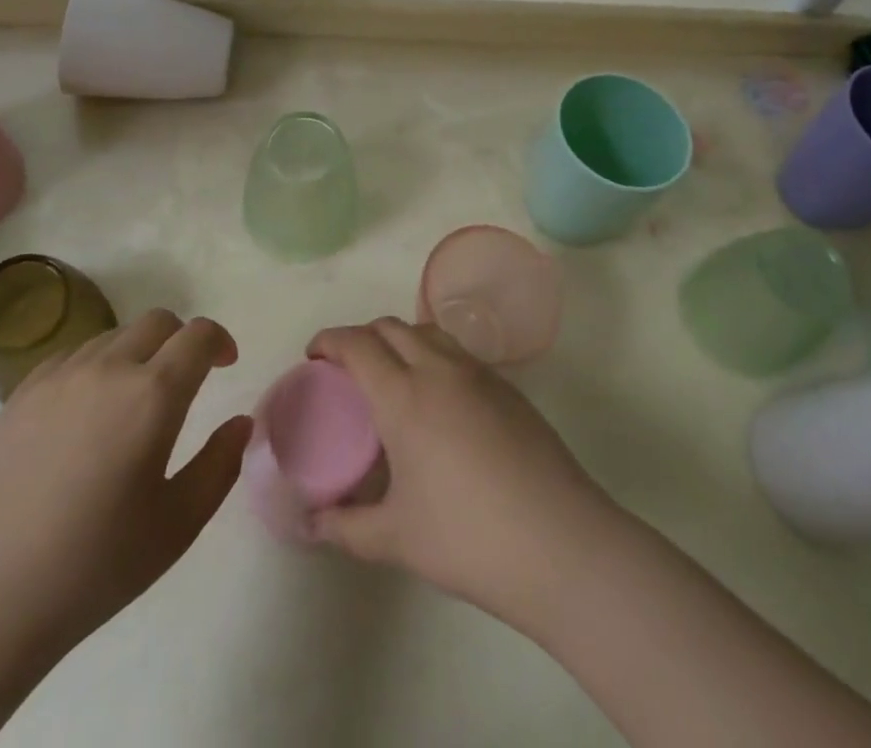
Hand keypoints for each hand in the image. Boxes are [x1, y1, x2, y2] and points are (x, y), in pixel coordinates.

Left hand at [0, 310, 251, 660]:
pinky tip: (87, 411)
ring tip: (133, 400)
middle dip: (181, 339)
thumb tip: (240, 423)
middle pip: (157, 321)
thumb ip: (219, 465)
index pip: (198, 335)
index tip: (225, 364)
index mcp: (152, 395)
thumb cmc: (94, 566)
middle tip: (185, 380)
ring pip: (114, 334)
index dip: (219, 341)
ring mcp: (59, 375)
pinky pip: (73, 355)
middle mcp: (108, 368)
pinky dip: (96, 365)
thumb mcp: (178, 525)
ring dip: (138, 351)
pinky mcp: (22, 392)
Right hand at [306, 318, 621, 626]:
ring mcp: (479, 374)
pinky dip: (434, 356)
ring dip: (400, 339)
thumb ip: (345, 527)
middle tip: (347, 370)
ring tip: (393, 376)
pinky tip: (439, 401)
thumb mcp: (395, 539)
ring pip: (428, 331)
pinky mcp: (509, 388)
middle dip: (361, 336)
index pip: (357, 343)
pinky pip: (459, 353)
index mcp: (404, 395)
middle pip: (391, 326)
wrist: (560, 544)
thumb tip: (309, 524)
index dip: (329, 340)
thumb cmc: (467, 538)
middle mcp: (439, 370)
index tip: (314, 355)